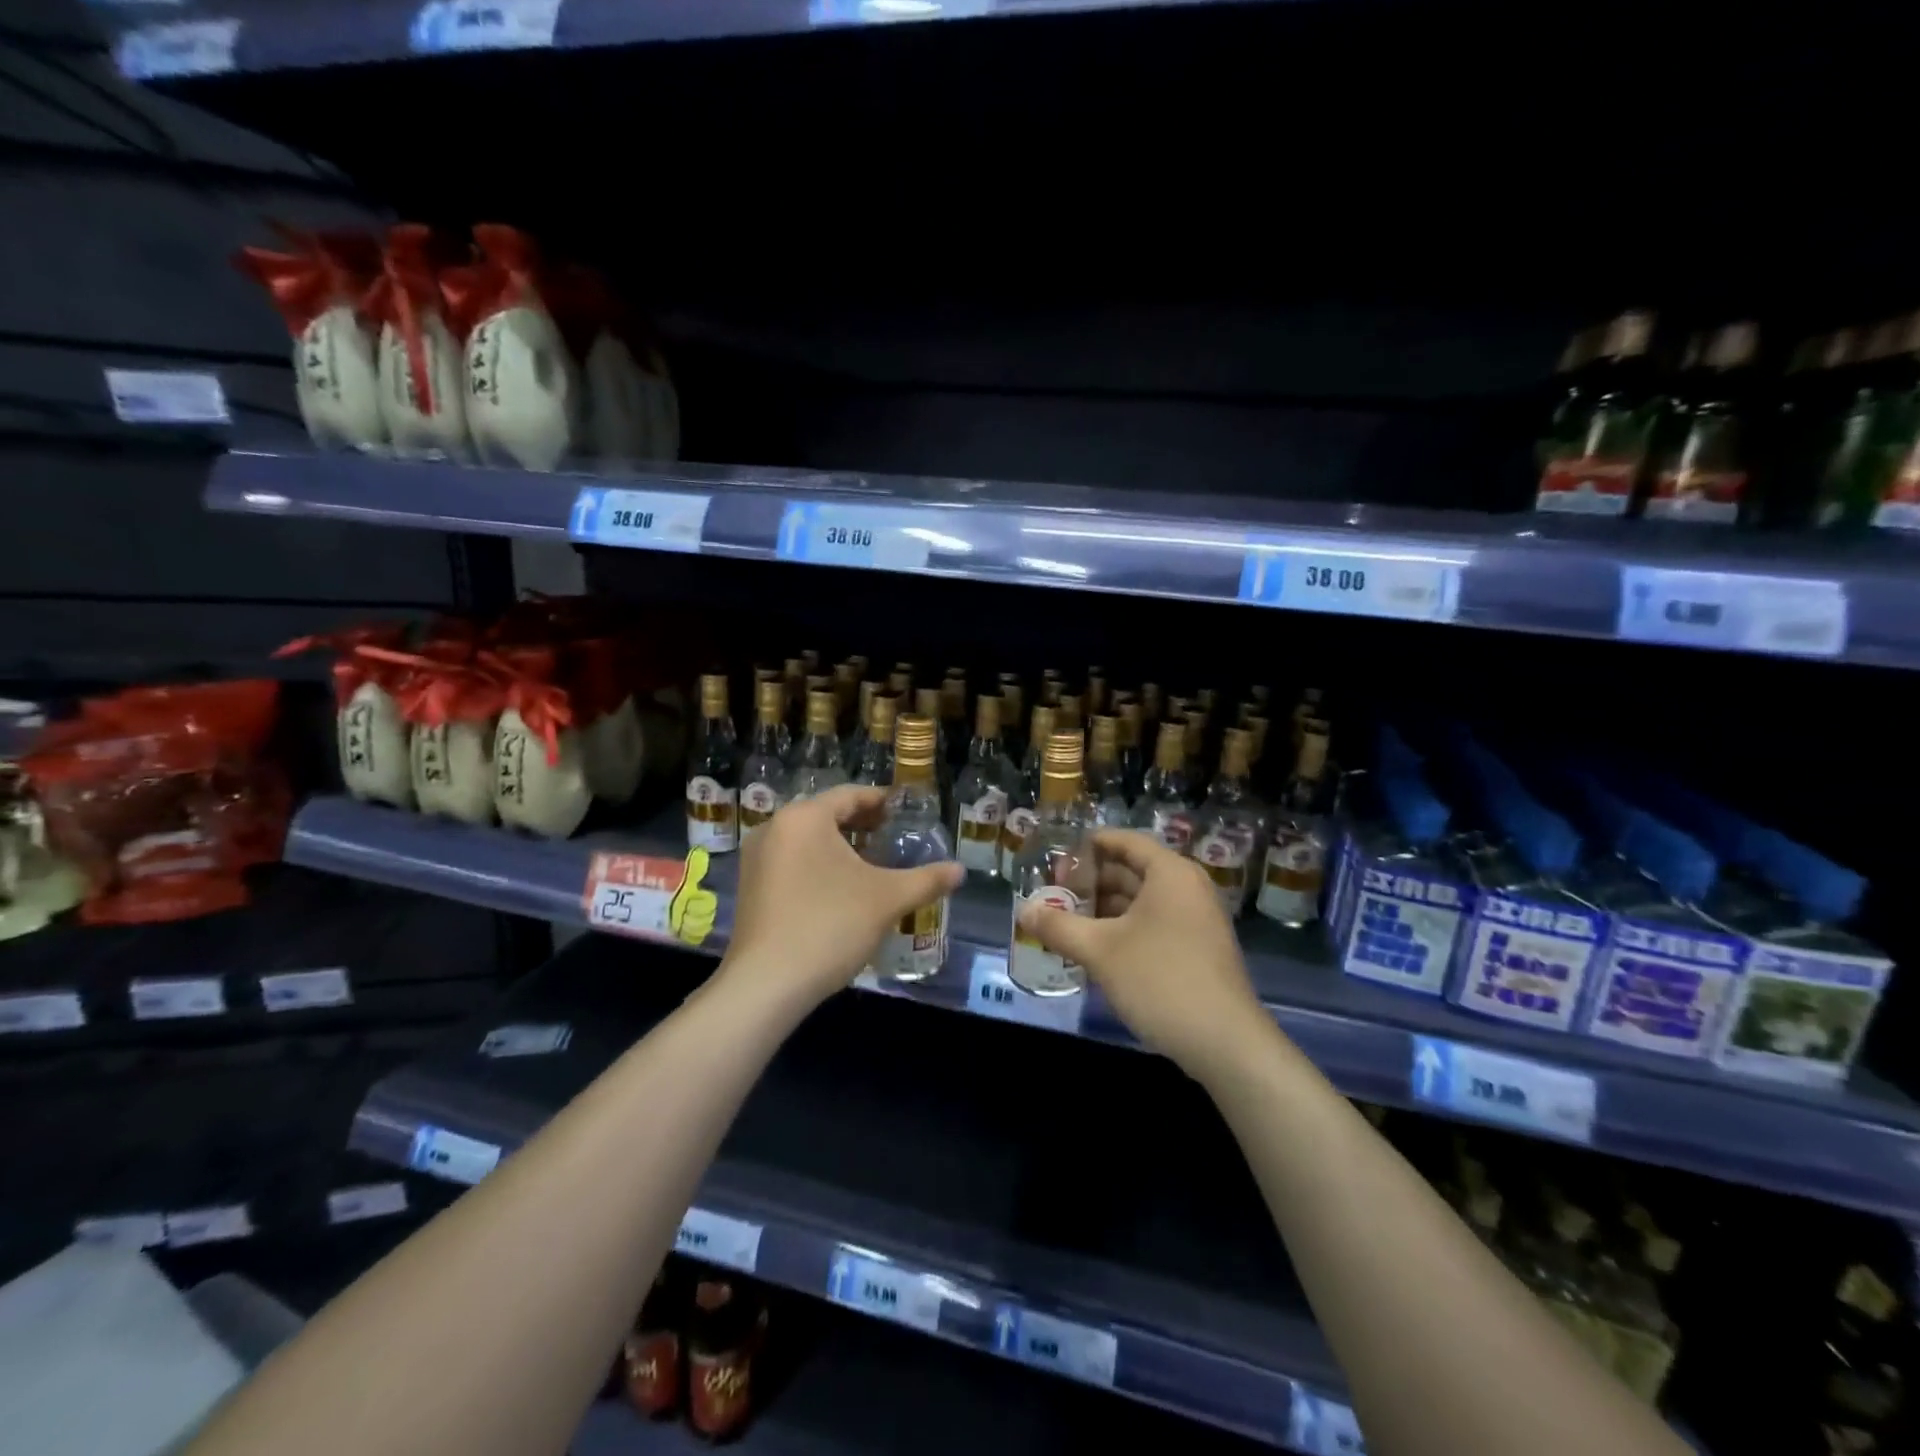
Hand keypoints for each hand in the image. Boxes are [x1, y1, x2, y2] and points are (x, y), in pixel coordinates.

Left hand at [721, 785, 962, 1008]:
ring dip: (839, 845)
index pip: (851, 795)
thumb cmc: (830, 926)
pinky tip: (839, 888)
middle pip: (826, 814)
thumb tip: (960, 871)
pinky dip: (816, 863)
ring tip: (870, 863)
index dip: (882, 801)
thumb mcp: (887, 900)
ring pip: (806, 838)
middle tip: (892, 836)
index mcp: (805, 817)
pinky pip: (790, 860)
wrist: (767, 984)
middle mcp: (775, 827)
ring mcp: (756, 857)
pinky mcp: (750, 886)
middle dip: (861, 824)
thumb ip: (926, 880)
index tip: (905, 812)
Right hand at [1016, 829, 1268, 1075]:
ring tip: (1065, 921)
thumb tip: (1023, 911)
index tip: (1056, 856)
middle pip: (1132, 870)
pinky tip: (1094, 947)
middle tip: (1052, 893)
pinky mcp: (1197, 949)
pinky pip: (1153, 924)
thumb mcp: (1100, 951)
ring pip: (1141, 901)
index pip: (1125, 841)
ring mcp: (1196, 920)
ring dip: (1104, 909)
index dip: (1088, 845)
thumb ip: (1058, 926)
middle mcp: (1187, 887)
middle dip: (1091, 881)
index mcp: (1170, 873)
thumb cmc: (1160, 980)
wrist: (1225, 1043)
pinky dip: (1123, 929)